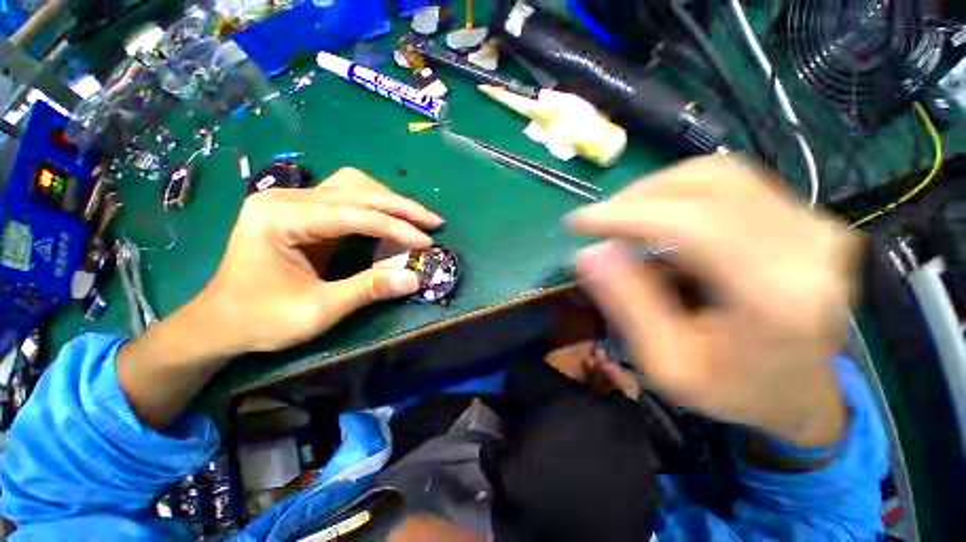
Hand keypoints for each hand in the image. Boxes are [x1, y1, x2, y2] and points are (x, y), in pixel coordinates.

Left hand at [193, 167, 443, 356]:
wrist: (221, 321)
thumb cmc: (261, 319)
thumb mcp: (317, 311)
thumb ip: (367, 290)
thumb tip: (414, 279)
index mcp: (280, 218)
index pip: (353, 215)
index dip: (396, 227)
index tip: (427, 241)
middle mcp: (286, 197)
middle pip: (356, 190)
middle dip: (401, 207)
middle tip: (433, 222)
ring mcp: (293, 200)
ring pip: (353, 185)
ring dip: (389, 200)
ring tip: (416, 218)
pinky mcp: (302, 209)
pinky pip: (347, 196)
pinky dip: (375, 205)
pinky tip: (391, 216)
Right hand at [567, 155, 861, 448]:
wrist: (799, 393)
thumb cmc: (731, 389)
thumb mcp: (665, 361)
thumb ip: (627, 304)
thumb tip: (587, 254)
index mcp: (777, 296)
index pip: (692, 224)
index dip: (626, 215)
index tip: (577, 221)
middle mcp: (807, 247)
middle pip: (707, 186)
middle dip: (636, 199)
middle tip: (599, 223)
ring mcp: (813, 226)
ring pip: (718, 174)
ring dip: (657, 190)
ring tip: (624, 219)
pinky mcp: (805, 218)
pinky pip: (732, 183)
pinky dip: (681, 192)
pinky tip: (659, 218)